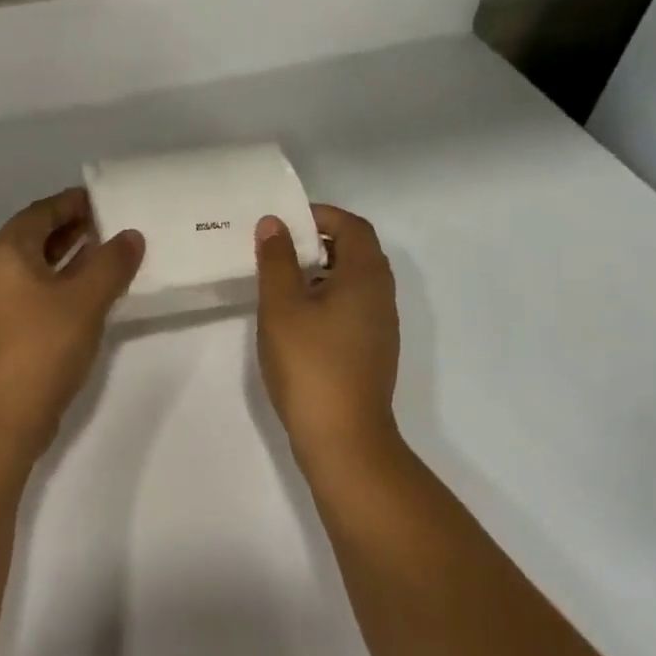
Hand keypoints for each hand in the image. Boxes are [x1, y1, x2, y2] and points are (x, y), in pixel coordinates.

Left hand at [0, 189, 144, 463]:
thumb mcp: (84, 299)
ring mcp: (3, 304)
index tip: (107, 197)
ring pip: (43, 267)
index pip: (42, 211)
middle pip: (40, 236)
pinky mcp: (12, 331)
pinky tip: (97, 292)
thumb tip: (131, 235)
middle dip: (76, 227)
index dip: (73, 201)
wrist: (0, 418)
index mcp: (8, 252)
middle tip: (116, 221)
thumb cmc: (40, 346)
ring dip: (75, 257)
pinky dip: (68, 284)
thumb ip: (111, 263)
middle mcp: (0, 271)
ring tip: (113, 251)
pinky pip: (43, 292)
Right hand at [254, 205, 401, 464]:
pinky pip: (352, 305)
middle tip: (279, 247)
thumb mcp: (282, 305)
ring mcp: (380, 325)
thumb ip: (277, 259)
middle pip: (356, 250)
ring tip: (281, 279)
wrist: (344, 440)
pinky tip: (296, 317)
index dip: (321, 215)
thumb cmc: (311, 364)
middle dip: (318, 240)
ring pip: (353, 280)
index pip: (353, 226)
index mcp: (365, 276)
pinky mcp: (372, 349)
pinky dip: (326, 296)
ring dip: (321, 269)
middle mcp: (381, 295)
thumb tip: (275, 223)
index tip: (286, 222)